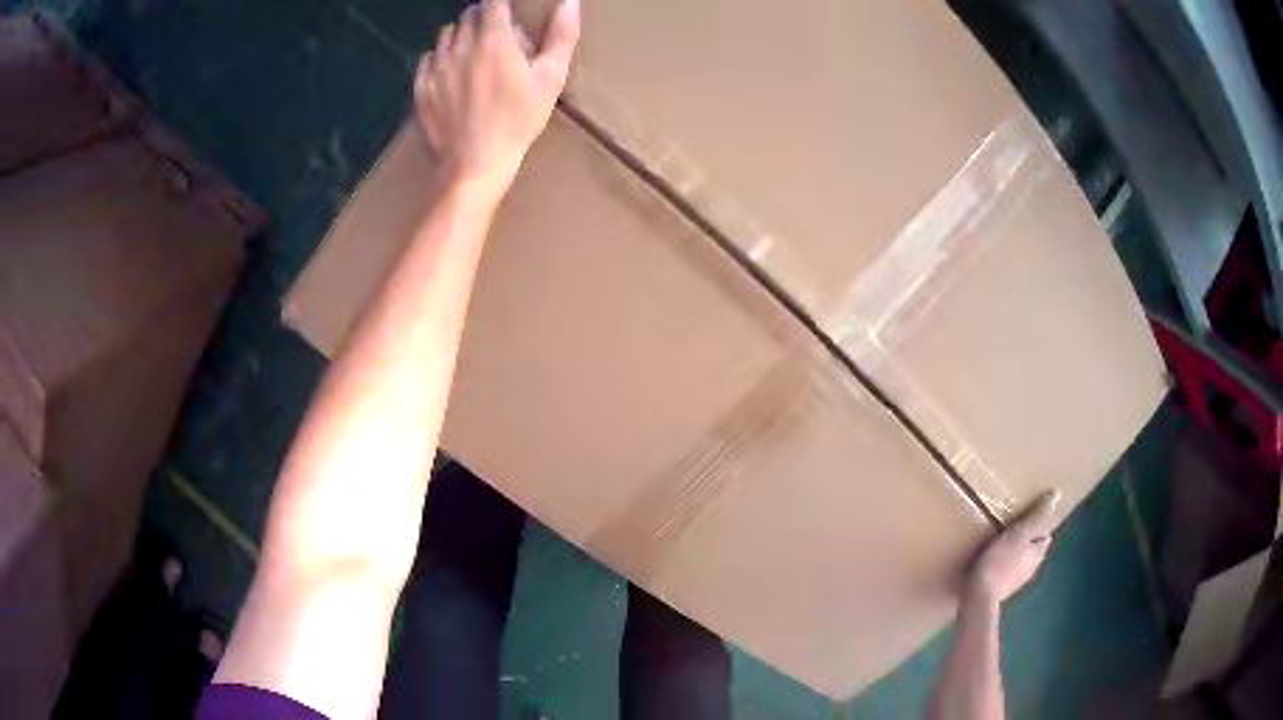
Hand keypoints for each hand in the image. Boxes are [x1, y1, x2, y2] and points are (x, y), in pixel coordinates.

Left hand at [413, 0, 580, 197]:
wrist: (474, 164)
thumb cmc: (518, 121)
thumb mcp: (551, 79)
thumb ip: (562, 35)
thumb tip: (569, 2)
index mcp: (493, 39)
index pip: (493, 1)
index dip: (502, 4)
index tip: (511, 12)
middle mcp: (460, 45)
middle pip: (468, 15)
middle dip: (484, 19)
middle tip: (500, 41)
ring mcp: (436, 66)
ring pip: (446, 34)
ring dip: (462, 37)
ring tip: (476, 58)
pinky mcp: (421, 86)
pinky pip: (429, 58)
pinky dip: (441, 59)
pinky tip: (454, 75)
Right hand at [967, 491, 1060, 606]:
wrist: (979, 597)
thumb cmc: (999, 561)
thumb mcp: (1018, 534)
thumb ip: (1037, 517)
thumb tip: (1057, 494)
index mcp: (1038, 551)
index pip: (1045, 535)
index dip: (1040, 525)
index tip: (1029, 516)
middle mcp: (1032, 567)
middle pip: (1035, 549)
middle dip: (1029, 539)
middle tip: (1015, 528)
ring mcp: (1017, 581)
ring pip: (1022, 562)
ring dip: (1017, 553)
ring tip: (1003, 543)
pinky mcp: (1003, 590)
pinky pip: (1008, 572)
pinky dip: (1006, 565)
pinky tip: (994, 563)